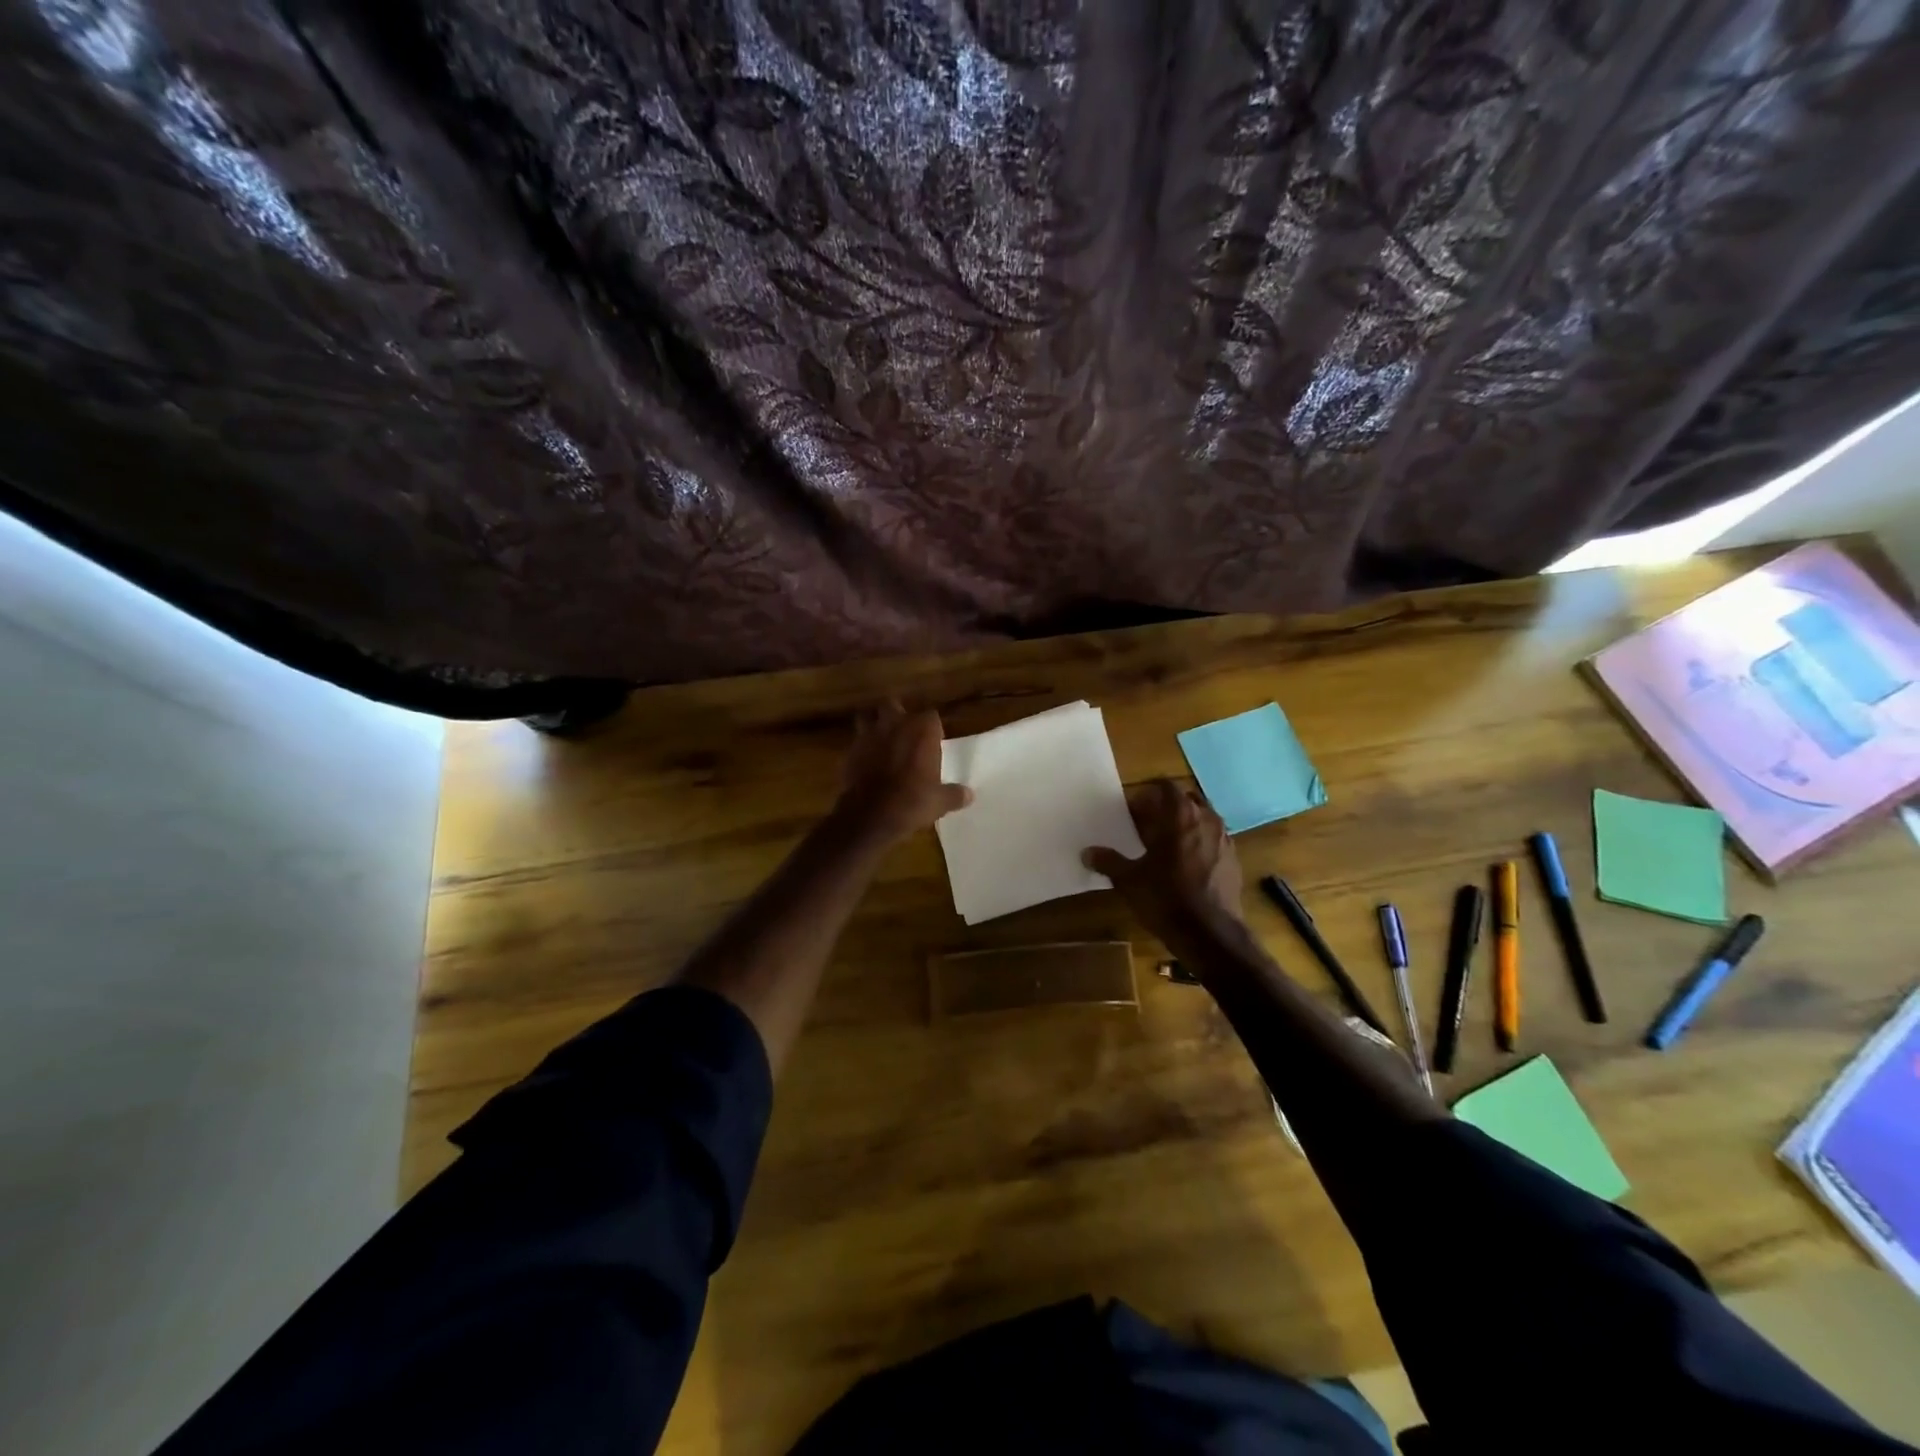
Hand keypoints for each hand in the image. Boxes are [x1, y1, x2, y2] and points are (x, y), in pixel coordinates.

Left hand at [834, 700, 971, 846]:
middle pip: (894, 705)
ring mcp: (869, 735)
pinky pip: (856, 741)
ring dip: (874, 724)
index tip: (933, 741)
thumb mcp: (940, 802)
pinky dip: (861, 747)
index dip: (931, 727)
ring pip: (867, 716)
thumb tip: (969, 795)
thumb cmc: (912, 801)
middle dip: (897, 714)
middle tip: (904, 732)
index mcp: (922, 730)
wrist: (871, 815)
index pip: (931, 716)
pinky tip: (866, 760)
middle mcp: (895, 724)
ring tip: (880, 739)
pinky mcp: (850, 750)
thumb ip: (954, 794)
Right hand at [1084, 780, 1244, 949]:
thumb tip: (1087, 853)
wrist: (1210, 934)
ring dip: (1184, 825)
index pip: (1164, 786)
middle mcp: (1206, 819)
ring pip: (1202, 819)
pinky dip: (1198, 844)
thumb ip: (1108, 861)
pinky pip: (1212, 840)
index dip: (1147, 794)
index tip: (1132, 810)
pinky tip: (1184, 866)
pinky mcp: (1233, 860)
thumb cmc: (1166, 898)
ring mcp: (1224, 839)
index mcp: (1180, 814)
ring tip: (1164, 846)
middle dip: (1166, 808)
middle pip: (1185, 800)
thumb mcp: (1129, 880)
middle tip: (1145, 826)